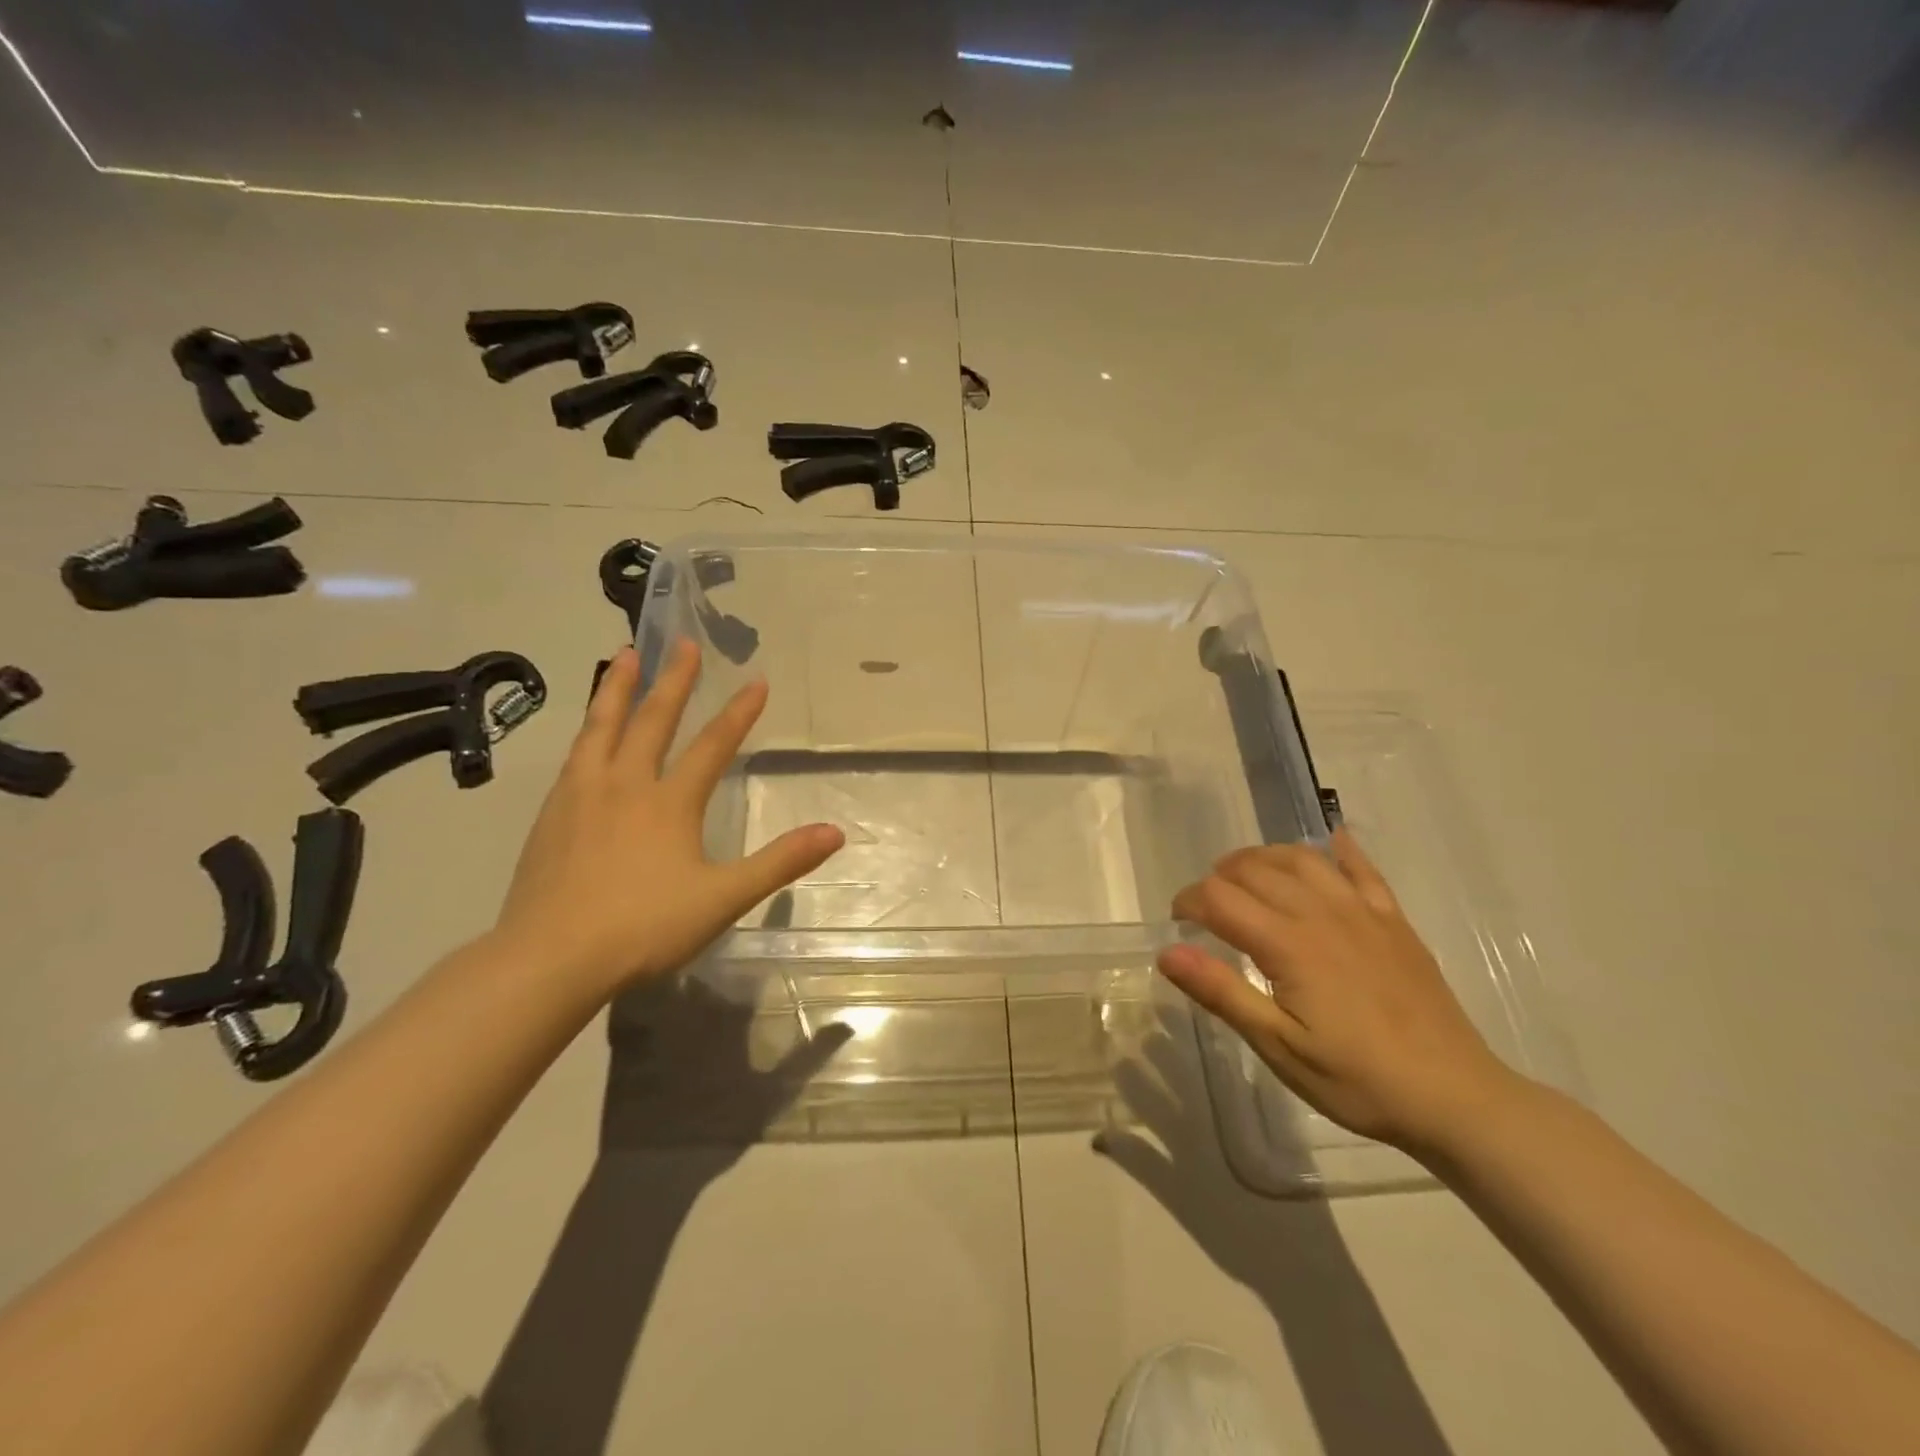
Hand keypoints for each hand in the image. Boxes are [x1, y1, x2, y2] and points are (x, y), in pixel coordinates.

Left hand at [492, 642, 843, 1000]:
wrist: (550, 958)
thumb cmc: (644, 927)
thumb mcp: (723, 897)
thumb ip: (780, 862)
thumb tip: (835, 832)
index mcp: (669, 802)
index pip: (712, 745)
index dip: (738, 713)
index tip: (757, 680)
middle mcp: (625, 785)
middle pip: (652, 721)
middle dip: (674, 680)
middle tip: (683, 643)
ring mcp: (581, 796)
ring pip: (601, 727)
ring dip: (617, 688)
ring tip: (625, 655)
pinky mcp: (550, 815)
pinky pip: (574, 756)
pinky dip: (588, 730)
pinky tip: (587, 733)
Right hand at [1160, 829, 1516, 1156]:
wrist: (1456, 1098)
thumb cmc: (1357, 1079)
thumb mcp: (1280, 1048)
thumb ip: (1222, 993)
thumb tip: (1167, 952)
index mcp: (1287, 944)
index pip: (1218, 898)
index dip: (1188, 902)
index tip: (1178, 924)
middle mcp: (1320, 913)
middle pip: (1254, 870)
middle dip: (1219, 879)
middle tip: (1207, 909)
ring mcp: (1361, 912)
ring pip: (1301, 859)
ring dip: (1264, 857)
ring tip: (1246, 875)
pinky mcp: (1393, 921)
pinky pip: (1362, 869)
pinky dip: (1340, 849)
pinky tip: (1329, 841)